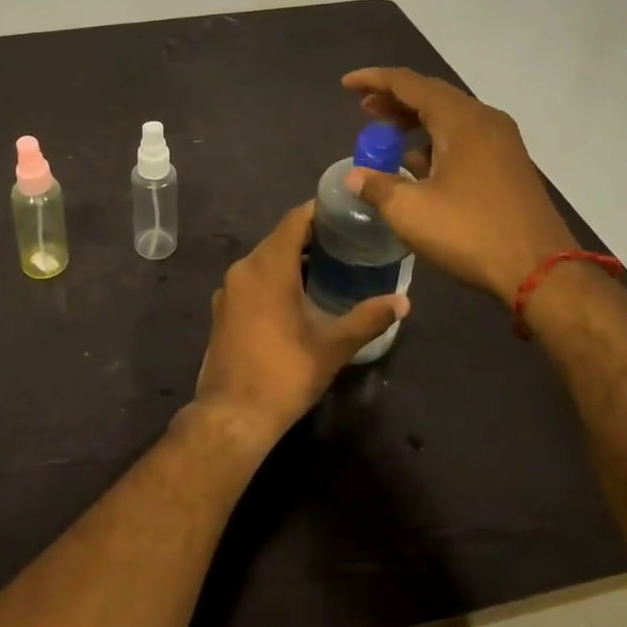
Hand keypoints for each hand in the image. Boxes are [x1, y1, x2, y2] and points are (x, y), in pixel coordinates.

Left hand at [192, 202, 406, 449]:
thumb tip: (403, 301)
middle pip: (279, 238)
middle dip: (310, 236)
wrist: (232, 415)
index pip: (294, 221)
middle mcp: (243, 268)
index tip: (345, 212)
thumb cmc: (285, 374)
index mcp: (268, 267)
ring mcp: (228, 289)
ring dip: (291, 258)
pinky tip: (296, 296)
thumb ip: (367, 318)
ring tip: (327, 267)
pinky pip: (252, 278)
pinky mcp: (222, 308)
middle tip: (345, 241)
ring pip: (264, 259)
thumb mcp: (332, 347)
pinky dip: (274, 277)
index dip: (319, 211)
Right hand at [341, 66, 576, 306]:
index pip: (409, 84)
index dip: (374, 81)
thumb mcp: (410, 211)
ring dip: (415, 120)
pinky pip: (465, 137)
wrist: (543, 273)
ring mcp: (502, 143)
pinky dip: (435, 140)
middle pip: (432, 95)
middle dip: (394, 99)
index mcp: (461, 120)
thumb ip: (377, 187)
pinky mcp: (510, 166)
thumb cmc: (471, 233)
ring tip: (386, 134)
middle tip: (364, 109)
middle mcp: (485, 120)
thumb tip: (355, 176)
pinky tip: (419, 164)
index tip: (347, 85)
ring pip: (450, 116)